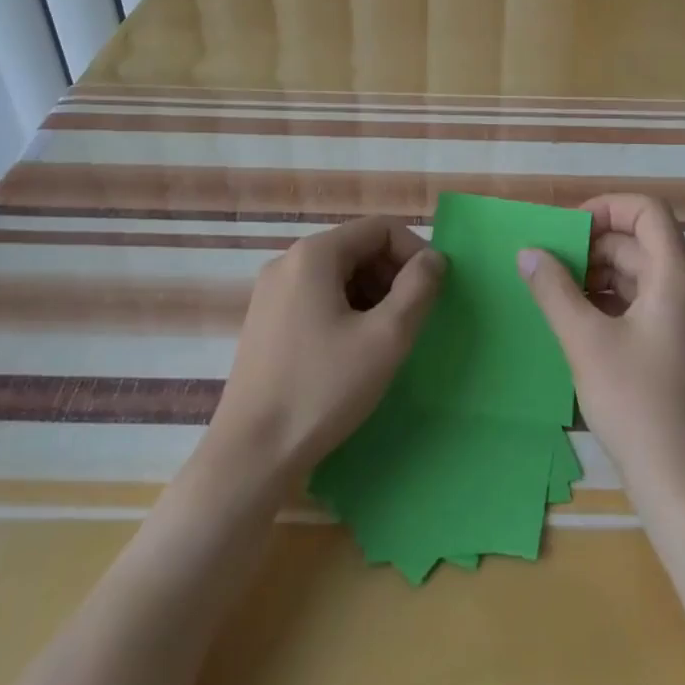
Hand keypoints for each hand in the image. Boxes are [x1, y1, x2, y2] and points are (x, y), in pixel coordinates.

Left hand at [207, 217, 444, 483]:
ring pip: (339, 274)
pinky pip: (318, 297)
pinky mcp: (266, 322)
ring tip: (388, 338)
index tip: (434, 291)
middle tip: (414, 319)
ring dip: (373, 295)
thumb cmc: (322, 390)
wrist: (250, 455)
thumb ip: (418, 289)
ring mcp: (272, 292)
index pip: (380, 228)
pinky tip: (356, 351)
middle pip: (358, 248)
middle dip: (394, 275)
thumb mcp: (385, 338)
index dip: (415, 252)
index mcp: (314, 254)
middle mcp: (288, 262)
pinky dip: (347, 311)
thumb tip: (434, 258)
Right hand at [517, 195, 684, 514]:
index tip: (567, 229)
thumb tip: (528, 252)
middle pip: (640, 242)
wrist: (683, 483)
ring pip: (639, 274)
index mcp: (675, 278)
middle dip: (593, 244)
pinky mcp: (677, 348)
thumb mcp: (585, 341)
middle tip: (549, 262)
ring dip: (597, 274)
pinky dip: (609, 301)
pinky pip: (642, 304)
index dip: (607, 207)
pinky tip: (576, 320)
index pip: (648, 211)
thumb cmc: (637, 403)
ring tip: (555, 291)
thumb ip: (554, 290)